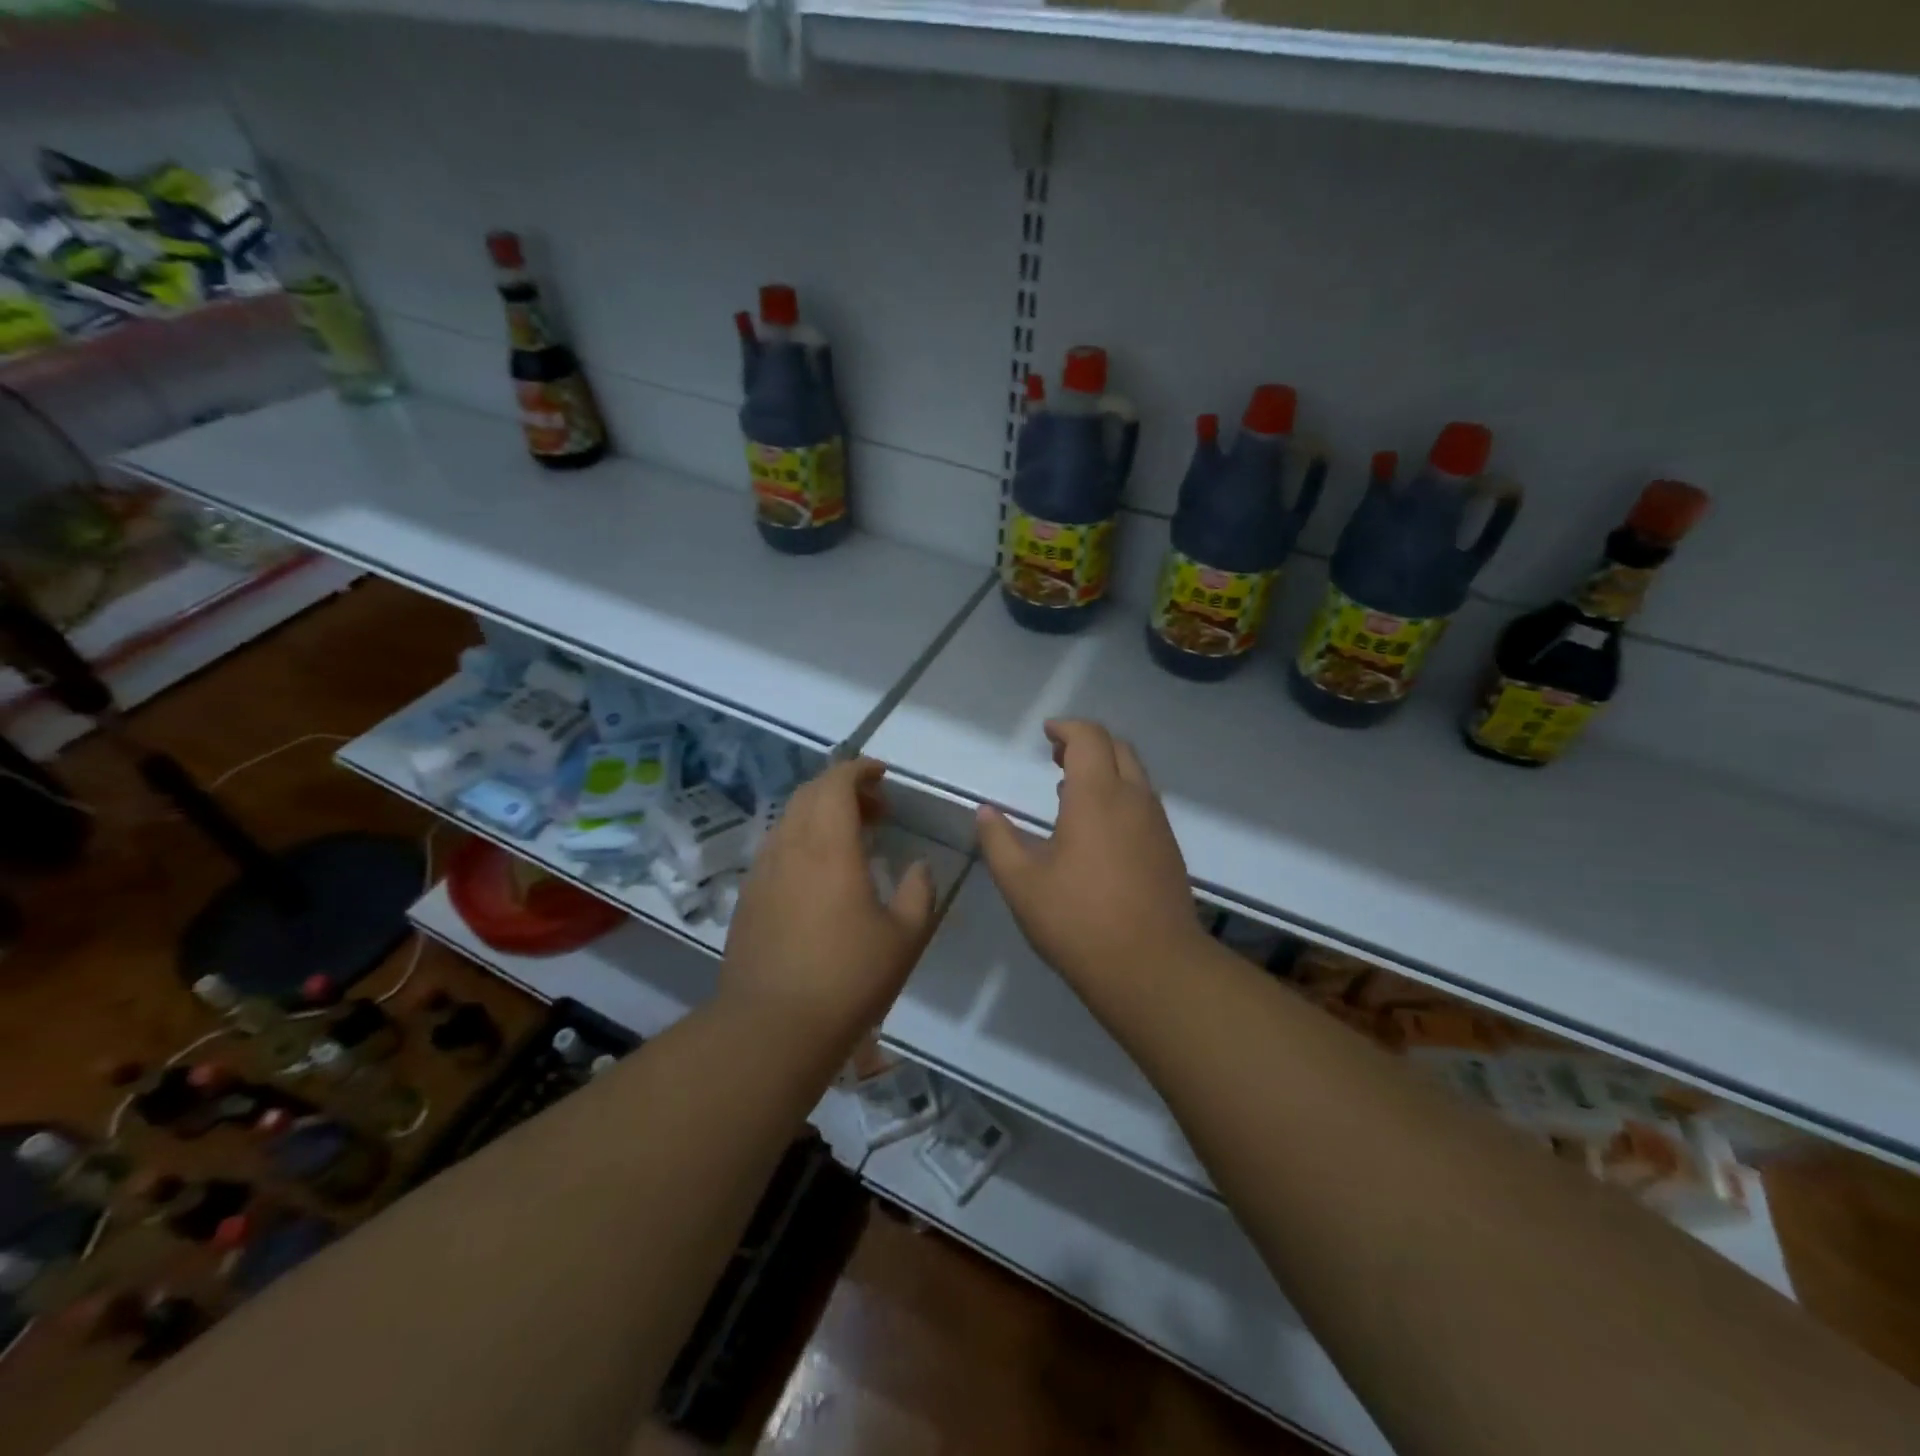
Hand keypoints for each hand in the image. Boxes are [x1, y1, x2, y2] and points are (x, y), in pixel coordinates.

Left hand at [720, 757, 936, 1041]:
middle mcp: (790, 847)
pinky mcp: (748, 898)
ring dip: (821, 816)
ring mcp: (762, 872)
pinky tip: (820, 878)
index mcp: (829, 846)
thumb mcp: (904, 937)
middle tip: (876, 810)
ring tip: (851, 842)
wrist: (771, 1028)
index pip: (836, 782)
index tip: (883, 776)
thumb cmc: (847, 978)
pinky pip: (776, 849)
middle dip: (843, 789)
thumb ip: (918, 893)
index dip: (859, 770)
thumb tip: (917, 868)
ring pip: (789, 820)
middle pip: (809, 794)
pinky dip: (801, 842)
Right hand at [975, 721, 1202, 993]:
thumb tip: (985, 812)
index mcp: (1098, 796)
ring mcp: (1157, 825)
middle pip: (1117, 748)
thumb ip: (999, 840)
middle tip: (1057, 756)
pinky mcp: (1168, 850)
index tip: (1046, 733)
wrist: (1153, 968)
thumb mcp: (1022, 883)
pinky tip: (1096, 829)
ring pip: (1135, 776)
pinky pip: (1143, 803)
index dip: (1067, 728)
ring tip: (1070, 791)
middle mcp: (1134, 799)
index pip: (1089, 737)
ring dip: (1105, 770)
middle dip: (1087, 743)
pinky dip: (1119, 796)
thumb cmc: (1079, 920)